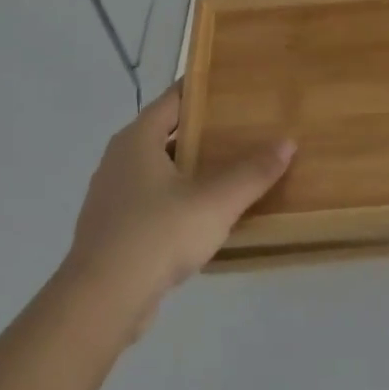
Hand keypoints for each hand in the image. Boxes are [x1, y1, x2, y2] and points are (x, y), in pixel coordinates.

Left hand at [64, 84, 294, 334]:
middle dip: (203, 131)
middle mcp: (119, 159)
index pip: (174, 99)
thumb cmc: (157, 234)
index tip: (234, 87)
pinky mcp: (112, 229)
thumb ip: (253, 172)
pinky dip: (177, 198)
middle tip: (243, 128)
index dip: (203, 90)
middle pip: (166, 133)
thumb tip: (287, 142)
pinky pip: (151, 200)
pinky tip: (203, 214)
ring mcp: (112, 195)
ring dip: (190, 168)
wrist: (101, 302)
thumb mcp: (216, 202)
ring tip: (230, 169)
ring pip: (158, 169)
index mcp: (137, 139)